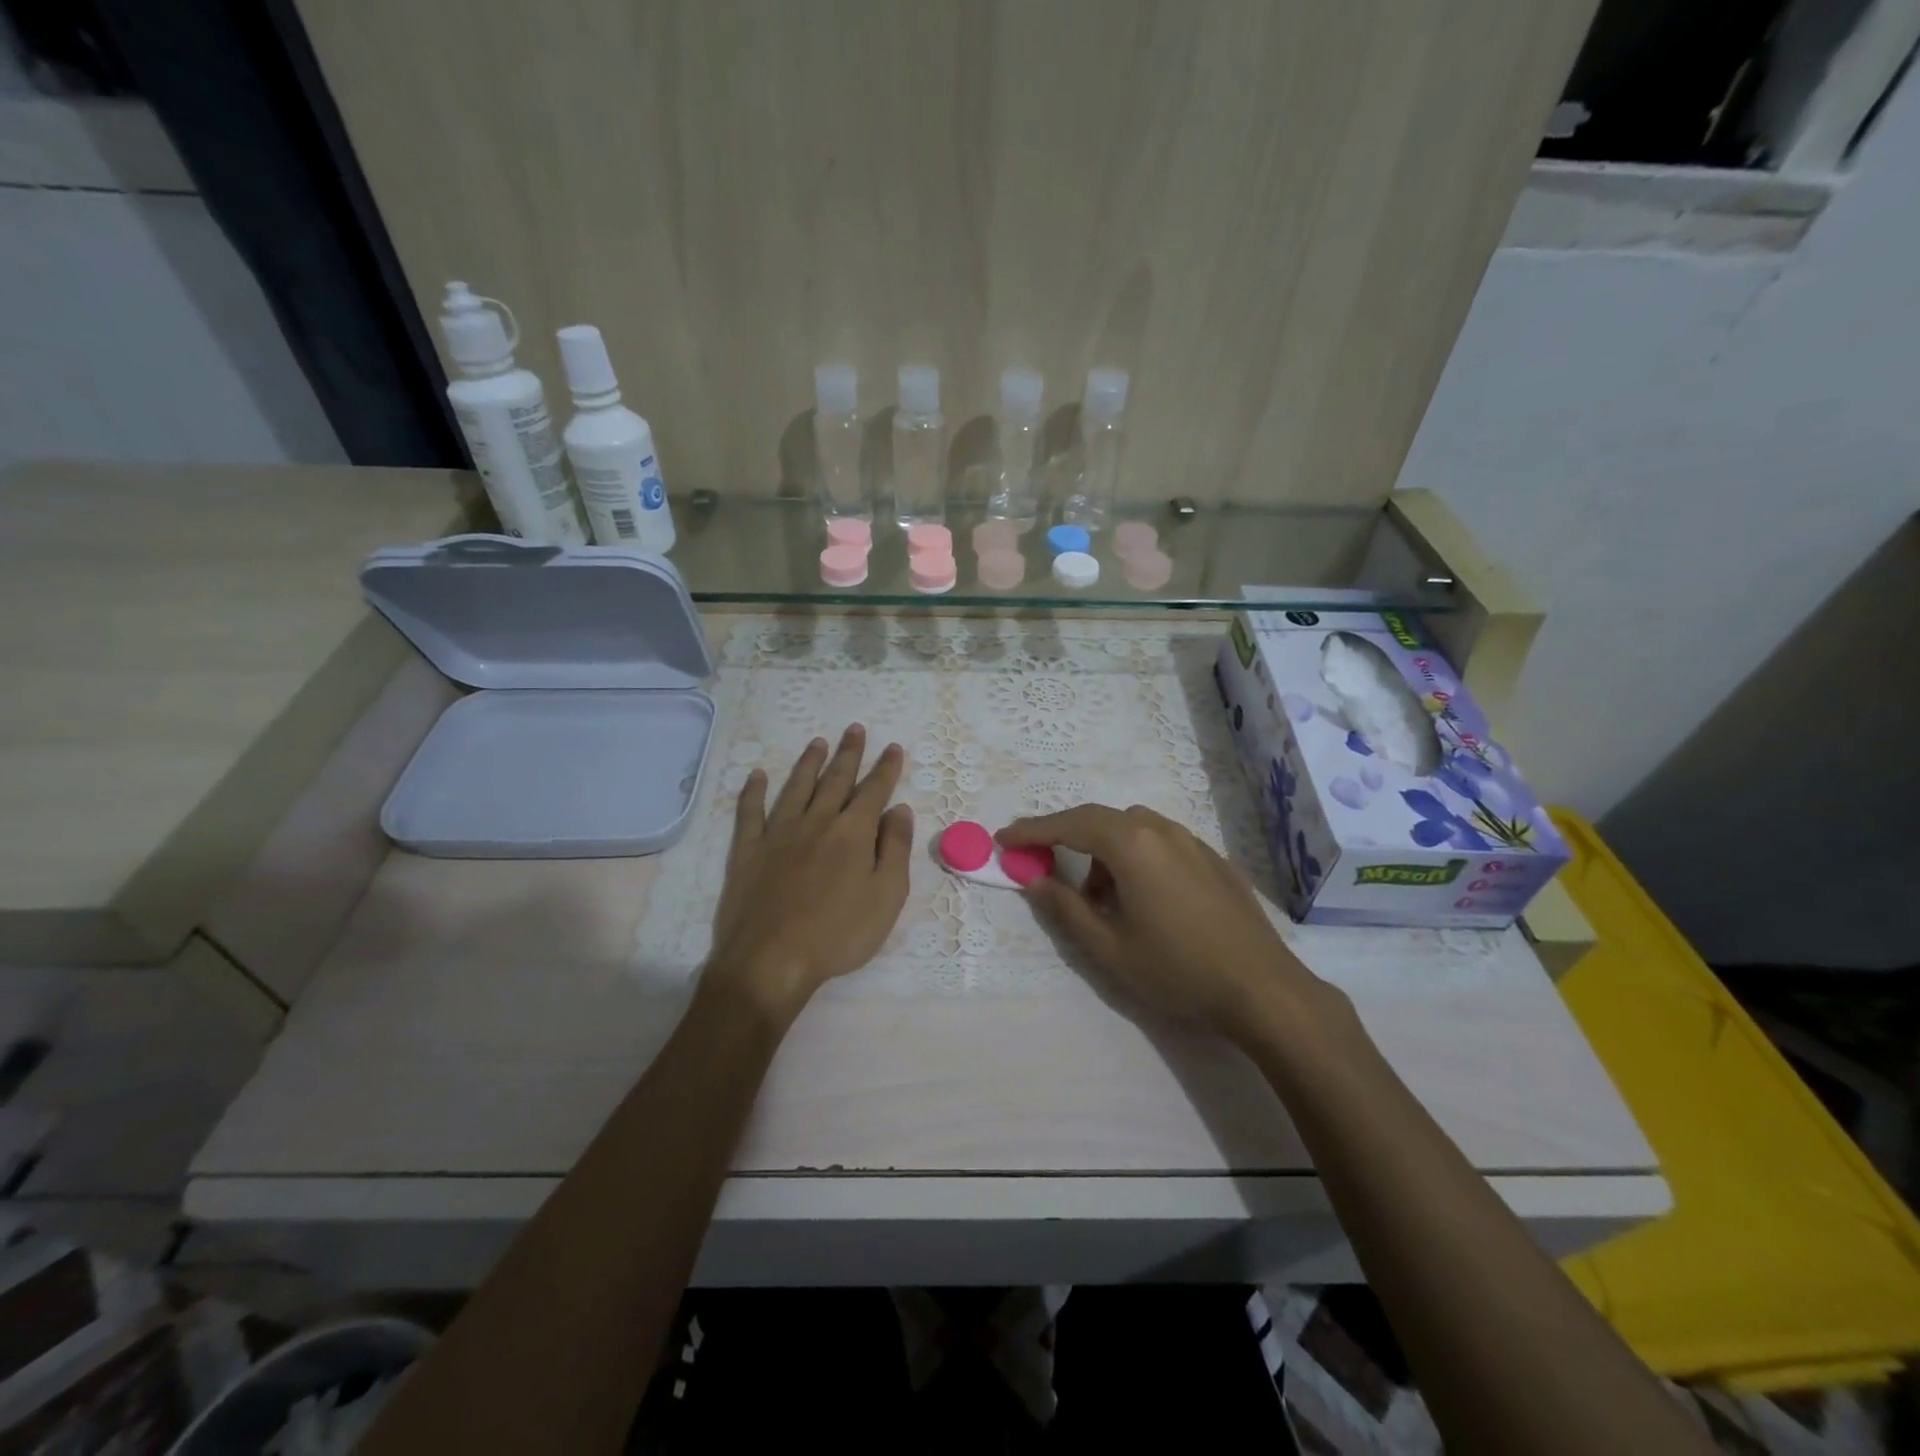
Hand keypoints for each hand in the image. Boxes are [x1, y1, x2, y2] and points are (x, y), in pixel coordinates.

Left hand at [706, 725, 912, 1022]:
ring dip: (808, 763)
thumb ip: (895, 849)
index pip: (874, 790)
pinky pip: (750, 812)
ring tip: (817, 742)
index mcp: (853, 833)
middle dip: (849, 753)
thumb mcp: (886, 896)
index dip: (886, 768)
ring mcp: (778, 834)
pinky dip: (753, 791)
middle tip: (855, 728)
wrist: (771, 961)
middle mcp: (816, 822)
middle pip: (835, 780)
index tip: (893, 747)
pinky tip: (757, 776)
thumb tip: (899, 809)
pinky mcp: (748, 851)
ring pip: (796, 787)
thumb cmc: (839, 934)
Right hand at [999, 805, 1320, 1038]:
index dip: (1033, 831)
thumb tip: (1034, 881)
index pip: (1070, 825)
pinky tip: (1145, 899)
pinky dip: (1138, 857)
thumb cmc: (1177, 969)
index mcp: (1132, 845)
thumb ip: (1066, 909)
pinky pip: (1163, 843)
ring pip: (1134, 830)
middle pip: (1101, 820)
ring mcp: (1193, 842)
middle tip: (1044, 865)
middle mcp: (1162, 831)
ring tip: (1101, 898)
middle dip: (1067, 837)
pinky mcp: (1215, 860)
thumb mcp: (1109, 948)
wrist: (1263, 989)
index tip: (1004, 841)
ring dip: (1105, 851)